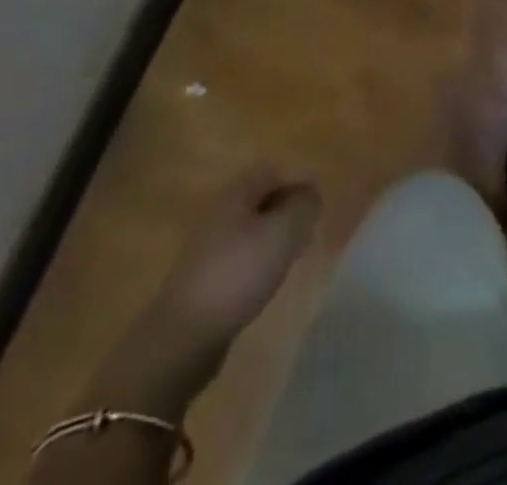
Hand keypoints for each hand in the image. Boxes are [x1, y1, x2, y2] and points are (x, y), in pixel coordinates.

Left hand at [91, 164, 321, 410]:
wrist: (185, 336)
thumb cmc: (238, 273)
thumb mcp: (281, 234)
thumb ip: (302, 208)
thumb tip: (311, 195)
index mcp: (236, 195)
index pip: (271, 170)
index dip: (298, 175)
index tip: (321, 192)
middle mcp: (220, 214)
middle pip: (261, 197)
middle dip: (290, 203)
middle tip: (314, 219)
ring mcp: (211, 248)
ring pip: (253, 226)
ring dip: (279, 230)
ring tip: (301, 247)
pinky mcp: (208, 279)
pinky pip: (244, 253)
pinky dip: (265, 254)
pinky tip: (275, 273)